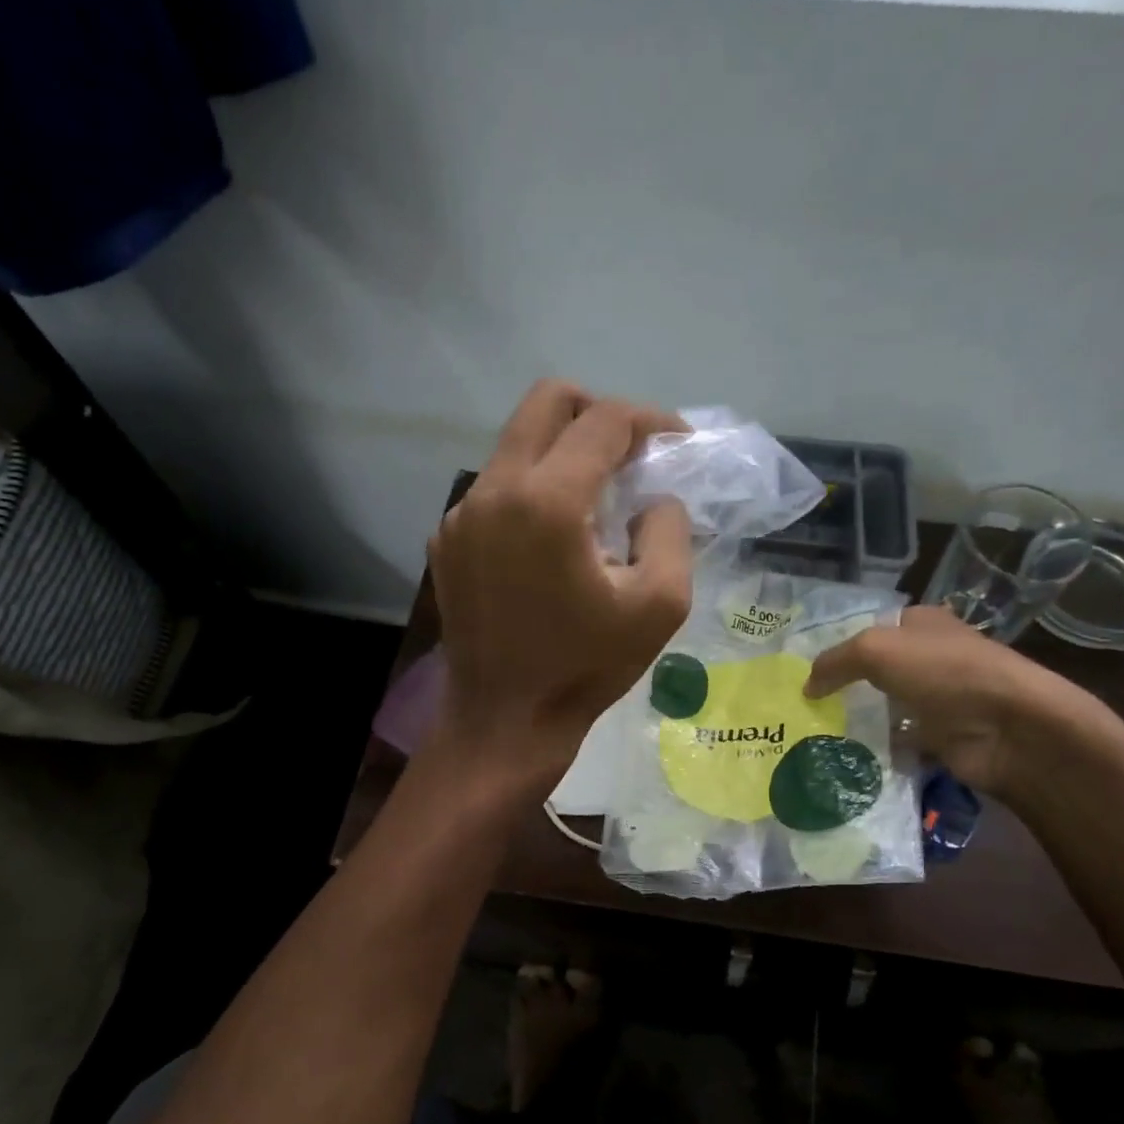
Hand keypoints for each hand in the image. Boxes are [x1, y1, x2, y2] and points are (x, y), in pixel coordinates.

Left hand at [429, 380, 692, 788]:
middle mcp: (493, 490)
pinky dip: (531, 492)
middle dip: (597, 412)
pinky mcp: (446, 540)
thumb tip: (655, 497)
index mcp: (547, 501)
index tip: (677, 443)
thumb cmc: (586, 667)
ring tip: (595, 501)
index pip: (603, 421)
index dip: (650, 421)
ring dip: (562, 453)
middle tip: (631, 452)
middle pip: (546, 401)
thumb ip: (671, 530)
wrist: (505, 721)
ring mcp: (461, 514)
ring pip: (516, 444)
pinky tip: (552, 541)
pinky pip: (495, 489)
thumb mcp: (660, 604)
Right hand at [804, 604, 1089, 795]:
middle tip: (802, 706)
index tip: (804, 670)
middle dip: (843, 687)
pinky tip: (844, 758)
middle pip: (876, 671)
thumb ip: (835, 662)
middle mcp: (930, 658)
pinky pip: (899, 742)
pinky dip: (877, 750)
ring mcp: (938, 700)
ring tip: (813, 734)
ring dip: (857, 721)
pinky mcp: (942, 738)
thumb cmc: (943, 672)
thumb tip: (806, 686)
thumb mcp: (876, 650)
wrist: (1008, 728)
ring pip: (885, 708)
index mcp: (921, 625)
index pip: (871, 629)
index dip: (839, 646)